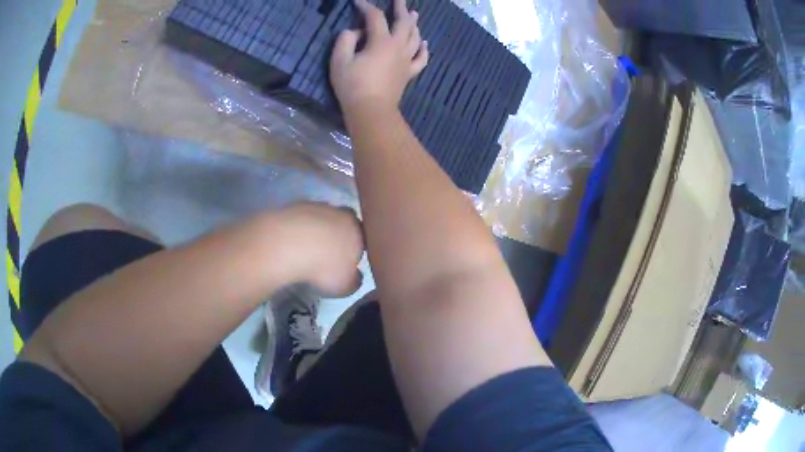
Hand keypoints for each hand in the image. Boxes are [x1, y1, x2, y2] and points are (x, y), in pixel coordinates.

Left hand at [278, 202, 364, 296]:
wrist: (287, 244)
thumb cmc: (323, 267)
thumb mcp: (345, 286)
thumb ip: (354, 280)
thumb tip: (355, 276)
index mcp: (358, 231)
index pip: (364, 237)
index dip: (356, 250)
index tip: (348, 262)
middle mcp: (341, 213)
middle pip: (343, 222)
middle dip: (337, 235)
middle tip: (327, 254)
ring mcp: (316, 206)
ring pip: (321, 218)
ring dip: (316, 230)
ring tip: (305, 249)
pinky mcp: (293, 205)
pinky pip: (300, 218)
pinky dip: (298, 228)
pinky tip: (290, 243)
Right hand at [330, 0, 428, 113]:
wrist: (371, 111)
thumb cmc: (352, 86)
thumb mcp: (339, 61)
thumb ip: (345, 40)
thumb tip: (355, 32)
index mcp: (381, 41)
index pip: (375, 17)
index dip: (366, 7)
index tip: (357, 2)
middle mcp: (398, 47)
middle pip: (404, 22)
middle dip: (401, 8)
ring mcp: (406, 60)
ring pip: (415, 37)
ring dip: (414, 24)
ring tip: (413, 15)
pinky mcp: (409, 73)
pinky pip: (421, 58)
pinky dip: (424, 49)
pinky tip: (424, 43)